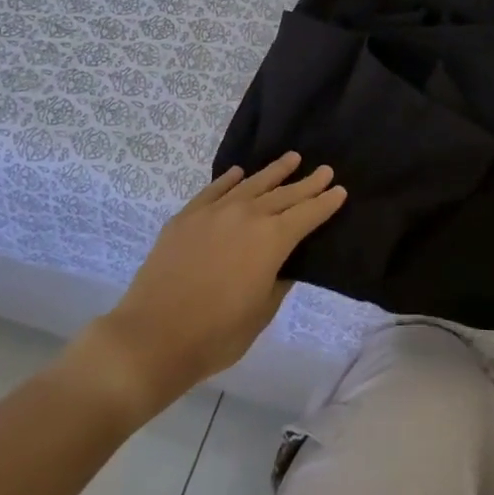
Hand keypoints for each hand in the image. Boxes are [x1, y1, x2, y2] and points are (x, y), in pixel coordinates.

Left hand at [77, 153, 346, 419]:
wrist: (153, 336)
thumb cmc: (216, 334)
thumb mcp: (261, 313)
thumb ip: (278, 281)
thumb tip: (283, 263)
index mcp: (272, 240)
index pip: (307, 214)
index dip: (326, 203)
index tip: (340, 190)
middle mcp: (247, 216)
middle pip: (284, 194)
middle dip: (307, 183)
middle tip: (325, 169)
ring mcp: (214, 212)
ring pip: (251, 184)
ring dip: (274, 172)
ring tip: (291, 158)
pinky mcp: (186, 217)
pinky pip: (214, 190)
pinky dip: (230, 179)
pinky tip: (239, 173)